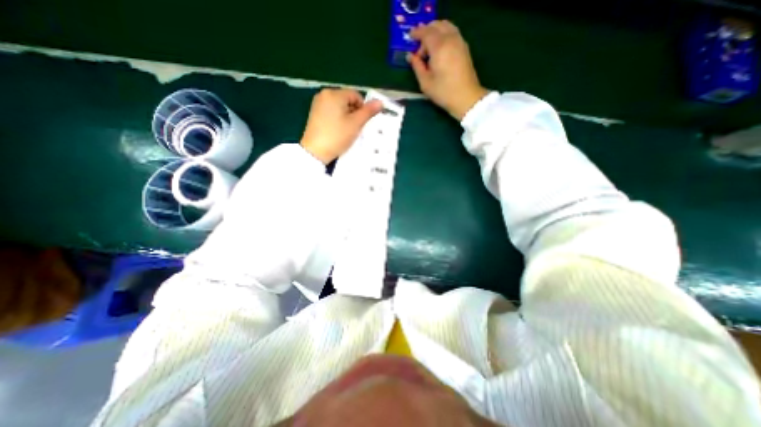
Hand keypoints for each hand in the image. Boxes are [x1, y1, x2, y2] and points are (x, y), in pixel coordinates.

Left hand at [300, 88, 383, 165]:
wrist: (315, 152)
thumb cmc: (337, 136)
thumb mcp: (356, 124)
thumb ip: (368, 112)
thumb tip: (380, 102)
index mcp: (334, 94)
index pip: (356, 95)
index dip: (363, 108)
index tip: (362, 123)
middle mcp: (324, 94)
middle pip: (347, 100)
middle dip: (354, 113)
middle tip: (355, 128)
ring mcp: (318, 104)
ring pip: (340, 107)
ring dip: (347, 117)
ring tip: (346, 131)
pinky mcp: (314, 114)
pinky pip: (331, 112)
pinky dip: (338, 120)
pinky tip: (338, 131)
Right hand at [410, 21, 487, 122]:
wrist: (465, 97)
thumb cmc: (443, 92)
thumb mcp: (425, 83)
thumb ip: (417, 66)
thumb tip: (410, 56)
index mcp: (439, 47)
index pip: (426, 32)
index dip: (416, 33)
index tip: (410, 38)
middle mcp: (450, 39)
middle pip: (436, 25)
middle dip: (425, 33)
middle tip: (419, 49)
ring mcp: (459, 41)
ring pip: (446, 26)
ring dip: (435, 32)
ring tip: (429, 49)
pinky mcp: (464, 47)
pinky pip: (452, 32)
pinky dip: (443, 35)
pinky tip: (439, 50)